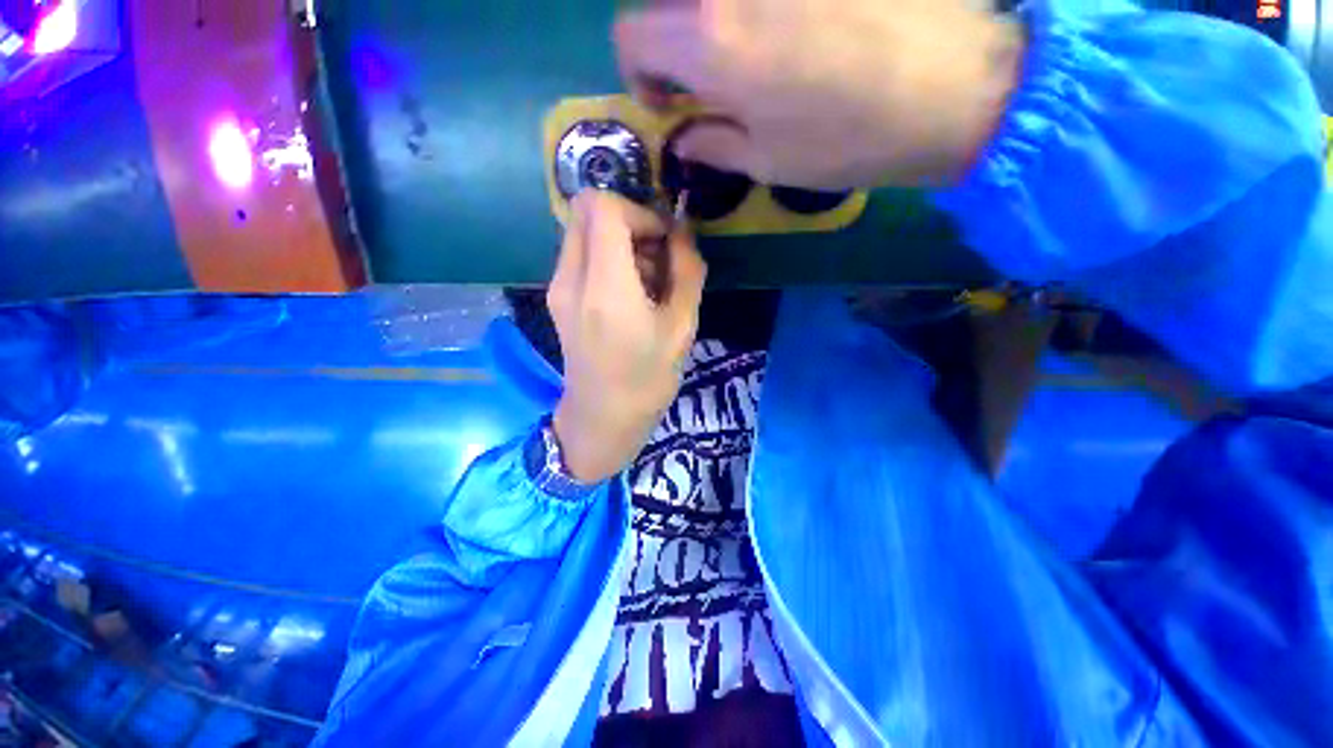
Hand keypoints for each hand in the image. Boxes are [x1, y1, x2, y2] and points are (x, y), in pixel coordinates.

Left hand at [548, 190, 705, 482]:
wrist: (602, 419)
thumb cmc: (647, 380)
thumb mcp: (682, 327)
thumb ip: (687, 271)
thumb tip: (682, 232)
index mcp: (604, 287)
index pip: (603, 207)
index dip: (640, 212)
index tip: (664, 243)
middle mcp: (571, 278)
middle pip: (587, 209)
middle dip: (628, 221)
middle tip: (656, 258)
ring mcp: (557, 287)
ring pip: (583, 230)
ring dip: (619, 241)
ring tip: (647, 282)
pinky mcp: (557, 296)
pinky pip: (580, 254)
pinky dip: (607, 258)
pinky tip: (629, 293)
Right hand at [615, 0, 1024, 188]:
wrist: (954, 85)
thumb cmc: (846, 138)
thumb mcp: (766, 160)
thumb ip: (712, 142)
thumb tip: (685, 137)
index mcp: (709, 39)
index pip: (631, 35)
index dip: (639, 73)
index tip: (672, 102)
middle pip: (669, 3)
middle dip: (674, 45)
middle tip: (709, 81)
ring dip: (716, 24)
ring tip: (753, 57)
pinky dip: (759, 11)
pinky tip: (794, 30)